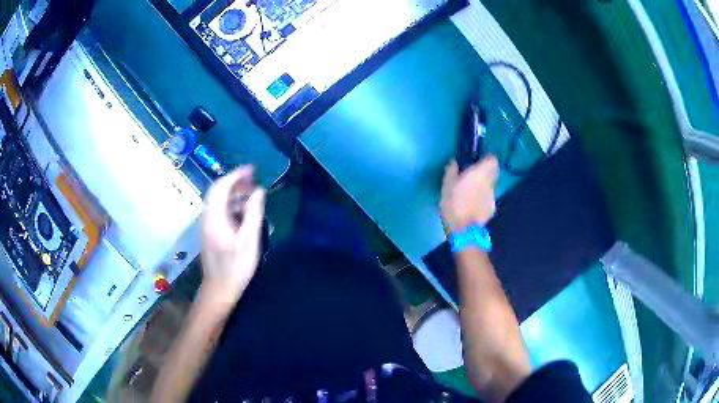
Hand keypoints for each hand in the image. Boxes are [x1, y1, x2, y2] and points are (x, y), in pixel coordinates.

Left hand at [200, 166, 265, 308]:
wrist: (219, 289)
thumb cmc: (236, 267)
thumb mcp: (249, 241)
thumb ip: (253, 213)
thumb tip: (259, 191)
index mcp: (215, 217)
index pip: (221, 187)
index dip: (236, 175)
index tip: (252, 170)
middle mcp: (207, 217)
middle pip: (217, 191)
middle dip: (234, 181)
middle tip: (253, 179)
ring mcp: (206, 225)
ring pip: (217, 200)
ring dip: (233, 192)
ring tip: (251, 192)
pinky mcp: (209, 232)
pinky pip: (218, 209)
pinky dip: (230, 203)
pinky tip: (242, 210)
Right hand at [440, 156, 498, 231]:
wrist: (463, 229)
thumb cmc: (453, 203)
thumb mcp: (446, 185)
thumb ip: (452, 171)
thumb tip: (455, 162)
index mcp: (479, 173)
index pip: (492, 159)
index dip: (487, 159)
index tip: (479, 160)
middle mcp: (489, 182)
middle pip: (494, 172)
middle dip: (486, 171)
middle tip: (475, 174)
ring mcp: (492, 196)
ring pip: (491, 185)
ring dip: (484, 186)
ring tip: (472, 192)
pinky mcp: (492, 208)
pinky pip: (488, 198)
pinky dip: (483, 199)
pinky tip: (473, 205)